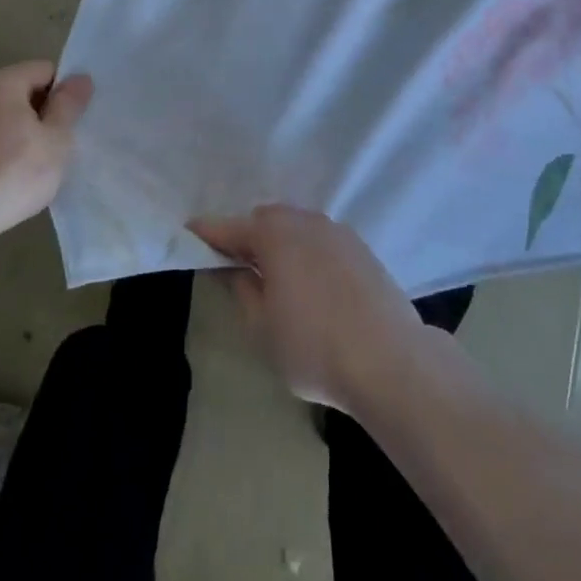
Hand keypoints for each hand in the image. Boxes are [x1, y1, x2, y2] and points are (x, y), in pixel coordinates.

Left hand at [0, 62, 91, 235]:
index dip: (63, 93)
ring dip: (19, 129)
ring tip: (29, 164)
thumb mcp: (56, 140)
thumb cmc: (15, 173)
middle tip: (54, 146)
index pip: (44, 70)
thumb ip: (69, 105)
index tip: (68, 124)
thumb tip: (80, 78)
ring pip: (1, 114)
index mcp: (3, 82)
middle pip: (21, 89)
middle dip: (40, 112)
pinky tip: (3, 175)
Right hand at [188, 205, 427, 412]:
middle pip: (266, 220)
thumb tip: (235, 269)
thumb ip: (241, 290)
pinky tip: (311, 284)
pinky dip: (307, 252)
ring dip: (280, 243)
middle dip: (248, 236)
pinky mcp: (361, 248)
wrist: (390, 361)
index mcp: (274, 234)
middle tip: (237, 266)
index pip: (229, 227)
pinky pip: (321, 240)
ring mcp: (337, 232)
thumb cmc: (314, 347)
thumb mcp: (262, 327)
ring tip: (276, 276)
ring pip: (297, 227)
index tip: (189, 233)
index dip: (207, 232)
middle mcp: (305, 221)